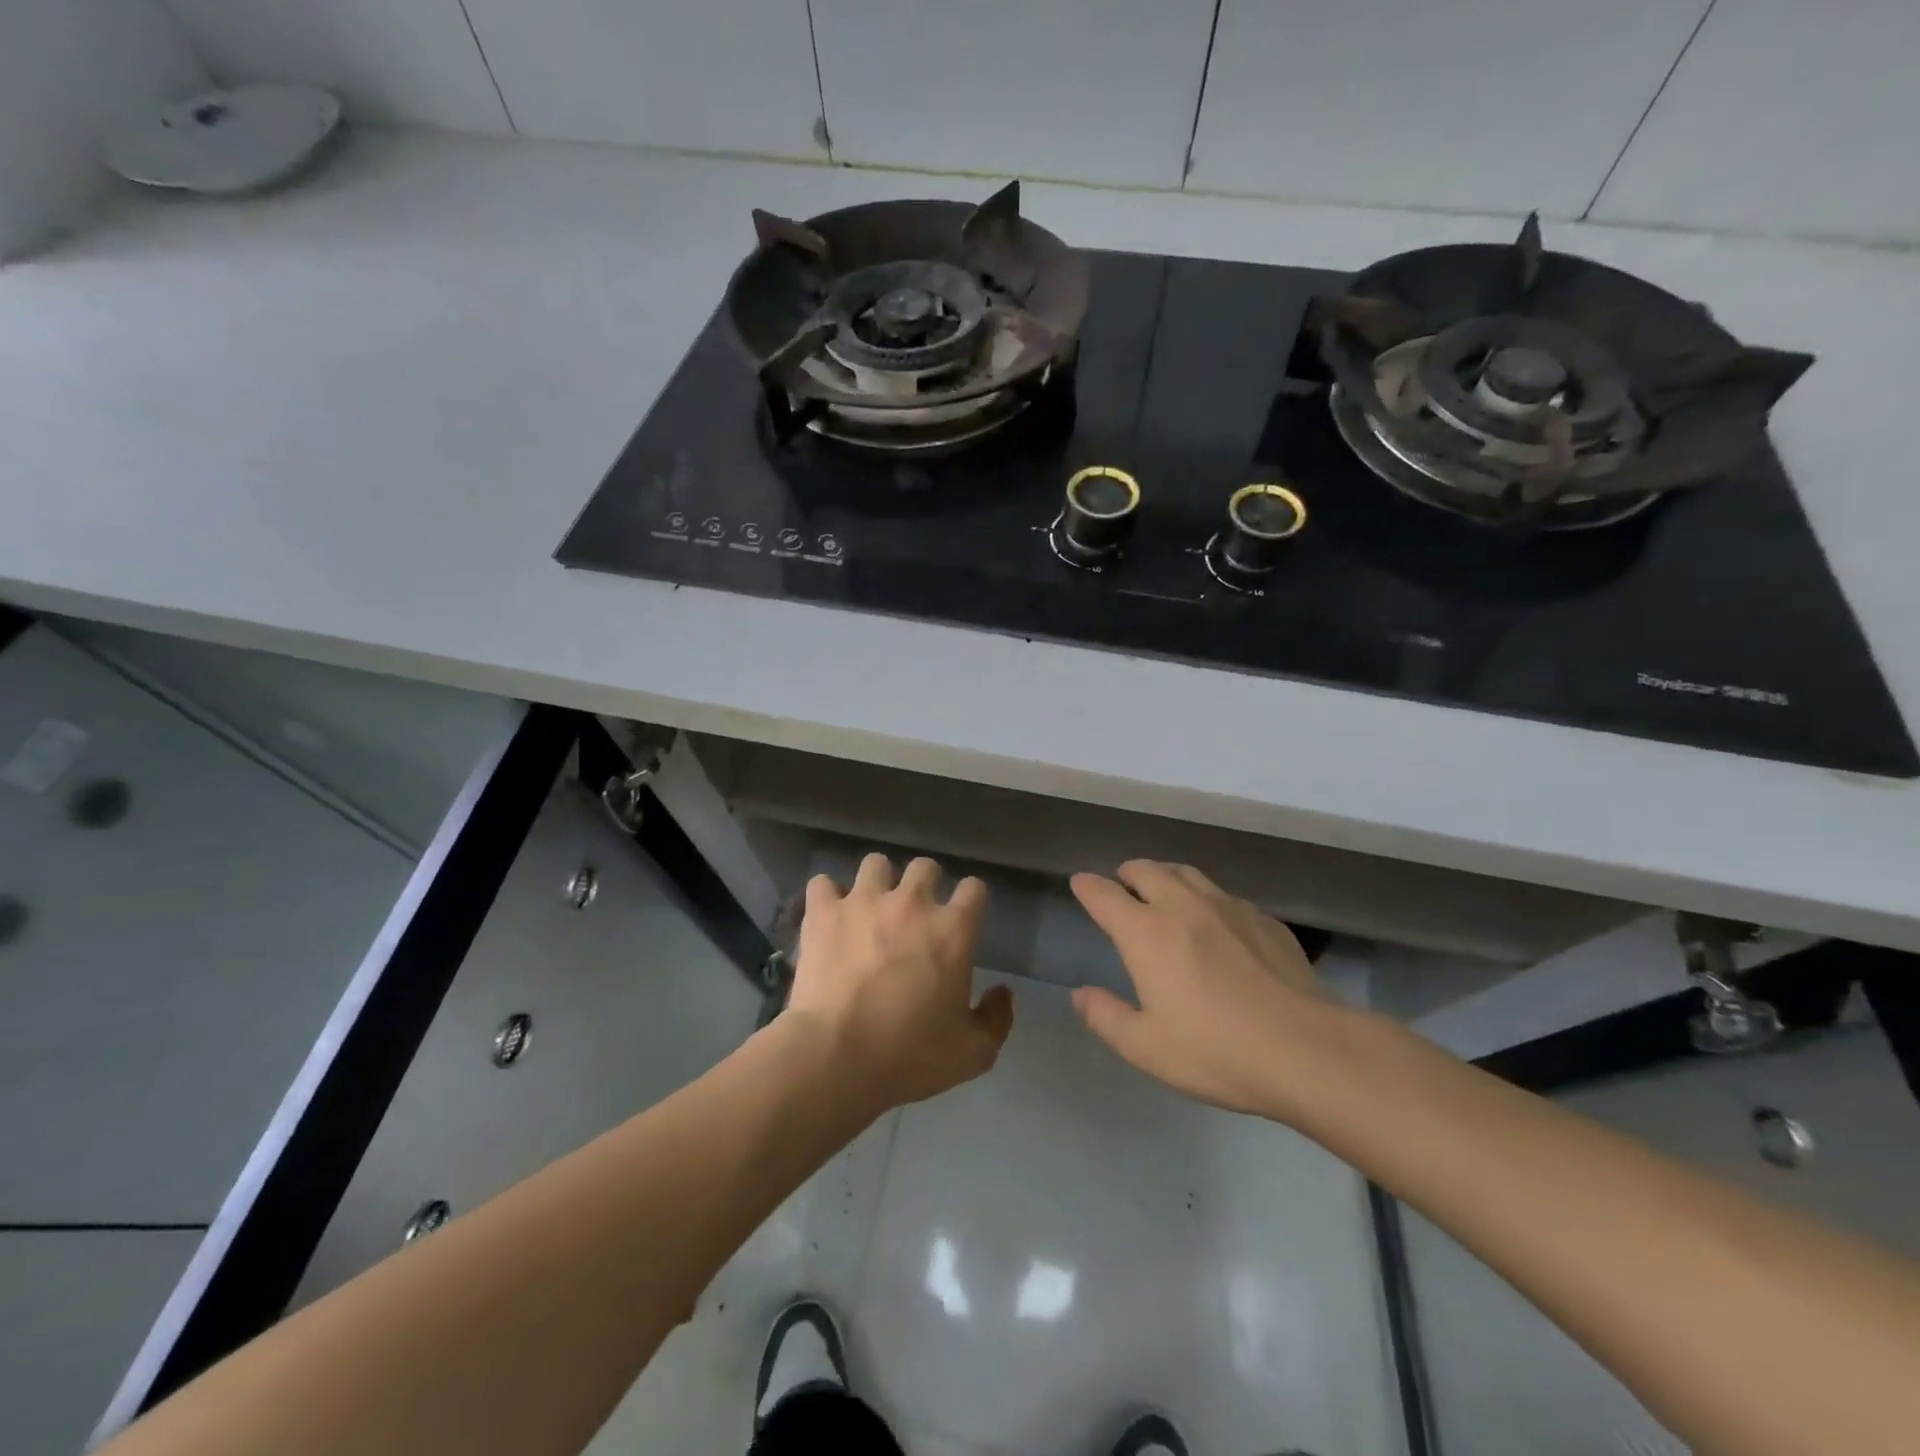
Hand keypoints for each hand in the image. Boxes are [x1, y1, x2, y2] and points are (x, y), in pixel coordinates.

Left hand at [788, 853, 1012, 1110]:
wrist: (837, 1056)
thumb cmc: (910, 1055)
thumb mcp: (972, 1053)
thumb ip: (995, 1020)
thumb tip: (1003, 993)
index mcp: (953, 929)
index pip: (974, 888)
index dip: (971, 900)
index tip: (963, 918)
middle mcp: (912, 902)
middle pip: (925, 867)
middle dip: (924, 884)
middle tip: (915, 914)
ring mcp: (864, 901)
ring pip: (875, 863)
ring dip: (877, 882)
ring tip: (870, 907)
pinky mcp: (823, 912)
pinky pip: (822, 883)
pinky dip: (827, 897)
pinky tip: (829, 916)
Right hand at [1070, 860, 1343, 1115]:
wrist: (1307, 1050)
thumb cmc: (1216, 1051)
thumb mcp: (1146, 1047)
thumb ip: (1105, 1017)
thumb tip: (1080, 994)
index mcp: (1146, 932)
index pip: (1104, 894)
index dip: (1087, 886)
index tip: (1080, 884)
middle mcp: (1183, 906)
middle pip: (1146, 869)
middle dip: (1127, 873)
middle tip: (1122, 886)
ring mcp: (1228, 907)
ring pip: (1187, 873)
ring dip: (1166, 876)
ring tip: (1164, 891)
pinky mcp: (1264, 919)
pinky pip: (1225, 896)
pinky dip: (1207, 899)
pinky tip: (1217, 923)